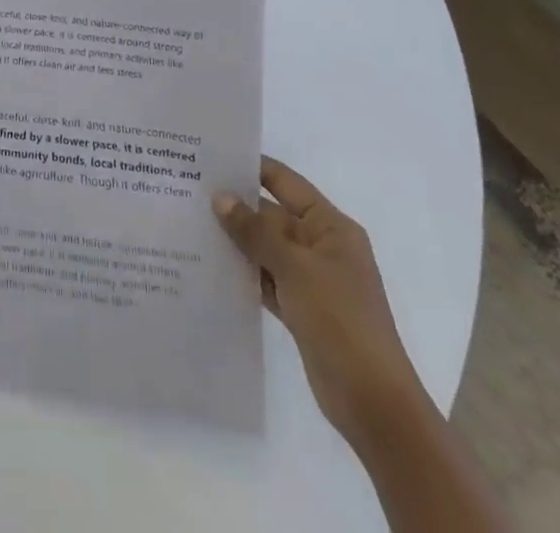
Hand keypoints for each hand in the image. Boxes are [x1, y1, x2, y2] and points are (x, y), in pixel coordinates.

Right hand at [213, 158, 424, 442]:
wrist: (373, 403)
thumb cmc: (341, 321)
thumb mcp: (295, 269)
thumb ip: (255, 232)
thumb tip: (219, 197)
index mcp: (331, 227)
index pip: (286, 183)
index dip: (252, 167)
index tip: (210, 156)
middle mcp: (321, 246)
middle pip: (271, 215)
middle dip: (235, 206)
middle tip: (187, 189)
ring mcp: (310, 279)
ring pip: (265, 247)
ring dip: (235, 239)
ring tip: (188, 221)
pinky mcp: (299, 308)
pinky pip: (264, 277)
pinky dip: (242, 271)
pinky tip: (208, 263)